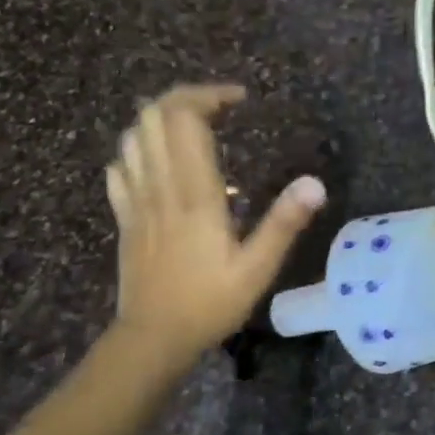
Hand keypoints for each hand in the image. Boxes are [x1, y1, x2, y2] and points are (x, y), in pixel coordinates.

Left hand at [104, 83, 325, 360]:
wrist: (153, 338)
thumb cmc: (209, 303)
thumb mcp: (257, 269)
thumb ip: (283, 223)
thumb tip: (314, 183)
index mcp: (194, 193)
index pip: (186, 119)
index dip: (209, 96)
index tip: (239, 100)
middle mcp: (160, 186)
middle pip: (154, 115)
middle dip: (184, 98)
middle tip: (218, 109)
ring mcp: (136, 200)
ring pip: (134, 136)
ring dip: (161, 120)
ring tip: (193, 129)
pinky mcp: (124, 217)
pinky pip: (120, 167)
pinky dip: (139, 151)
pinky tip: (158, 163)